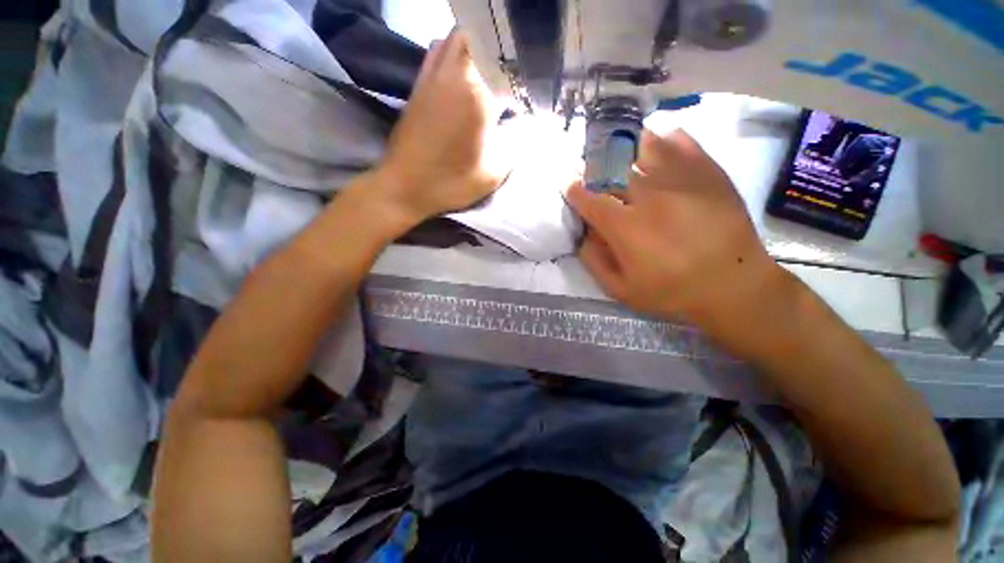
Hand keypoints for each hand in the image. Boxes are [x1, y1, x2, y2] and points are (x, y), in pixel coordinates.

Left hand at [373, 30, 508, 225]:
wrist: (405, 186)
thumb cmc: (451, 183)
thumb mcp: (493, 173)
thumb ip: (516, 145)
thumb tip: (529, 125)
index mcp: (478, 97)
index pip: (510, 70)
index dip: (522, 84)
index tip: (525, 104)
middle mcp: (455, 75)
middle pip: (482, 40)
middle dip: (500, 57)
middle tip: (508, 83)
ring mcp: (433, 77)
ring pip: (457, 39)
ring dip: (476, 50)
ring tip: (487, 76)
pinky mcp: (418, 85)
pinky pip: (437, 52)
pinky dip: (453, 55)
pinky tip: (461, 79)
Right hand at [567, 129, 783, 327]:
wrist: (734, 285)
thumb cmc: (672, 291)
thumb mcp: (621, 290)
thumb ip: (594, 262)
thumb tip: (583, 235)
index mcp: (625, 227)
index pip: (588, 198)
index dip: (574, 189)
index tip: (570, 186)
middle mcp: (648, 196)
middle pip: (612, 167)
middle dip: (595, 167)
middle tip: (593, 169)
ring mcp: (680, 180)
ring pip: (644, 146)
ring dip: (626, 148)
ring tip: (623, 152)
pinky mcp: (707, 172)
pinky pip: (680, 141)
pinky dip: (664, 139)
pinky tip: (658, 145)